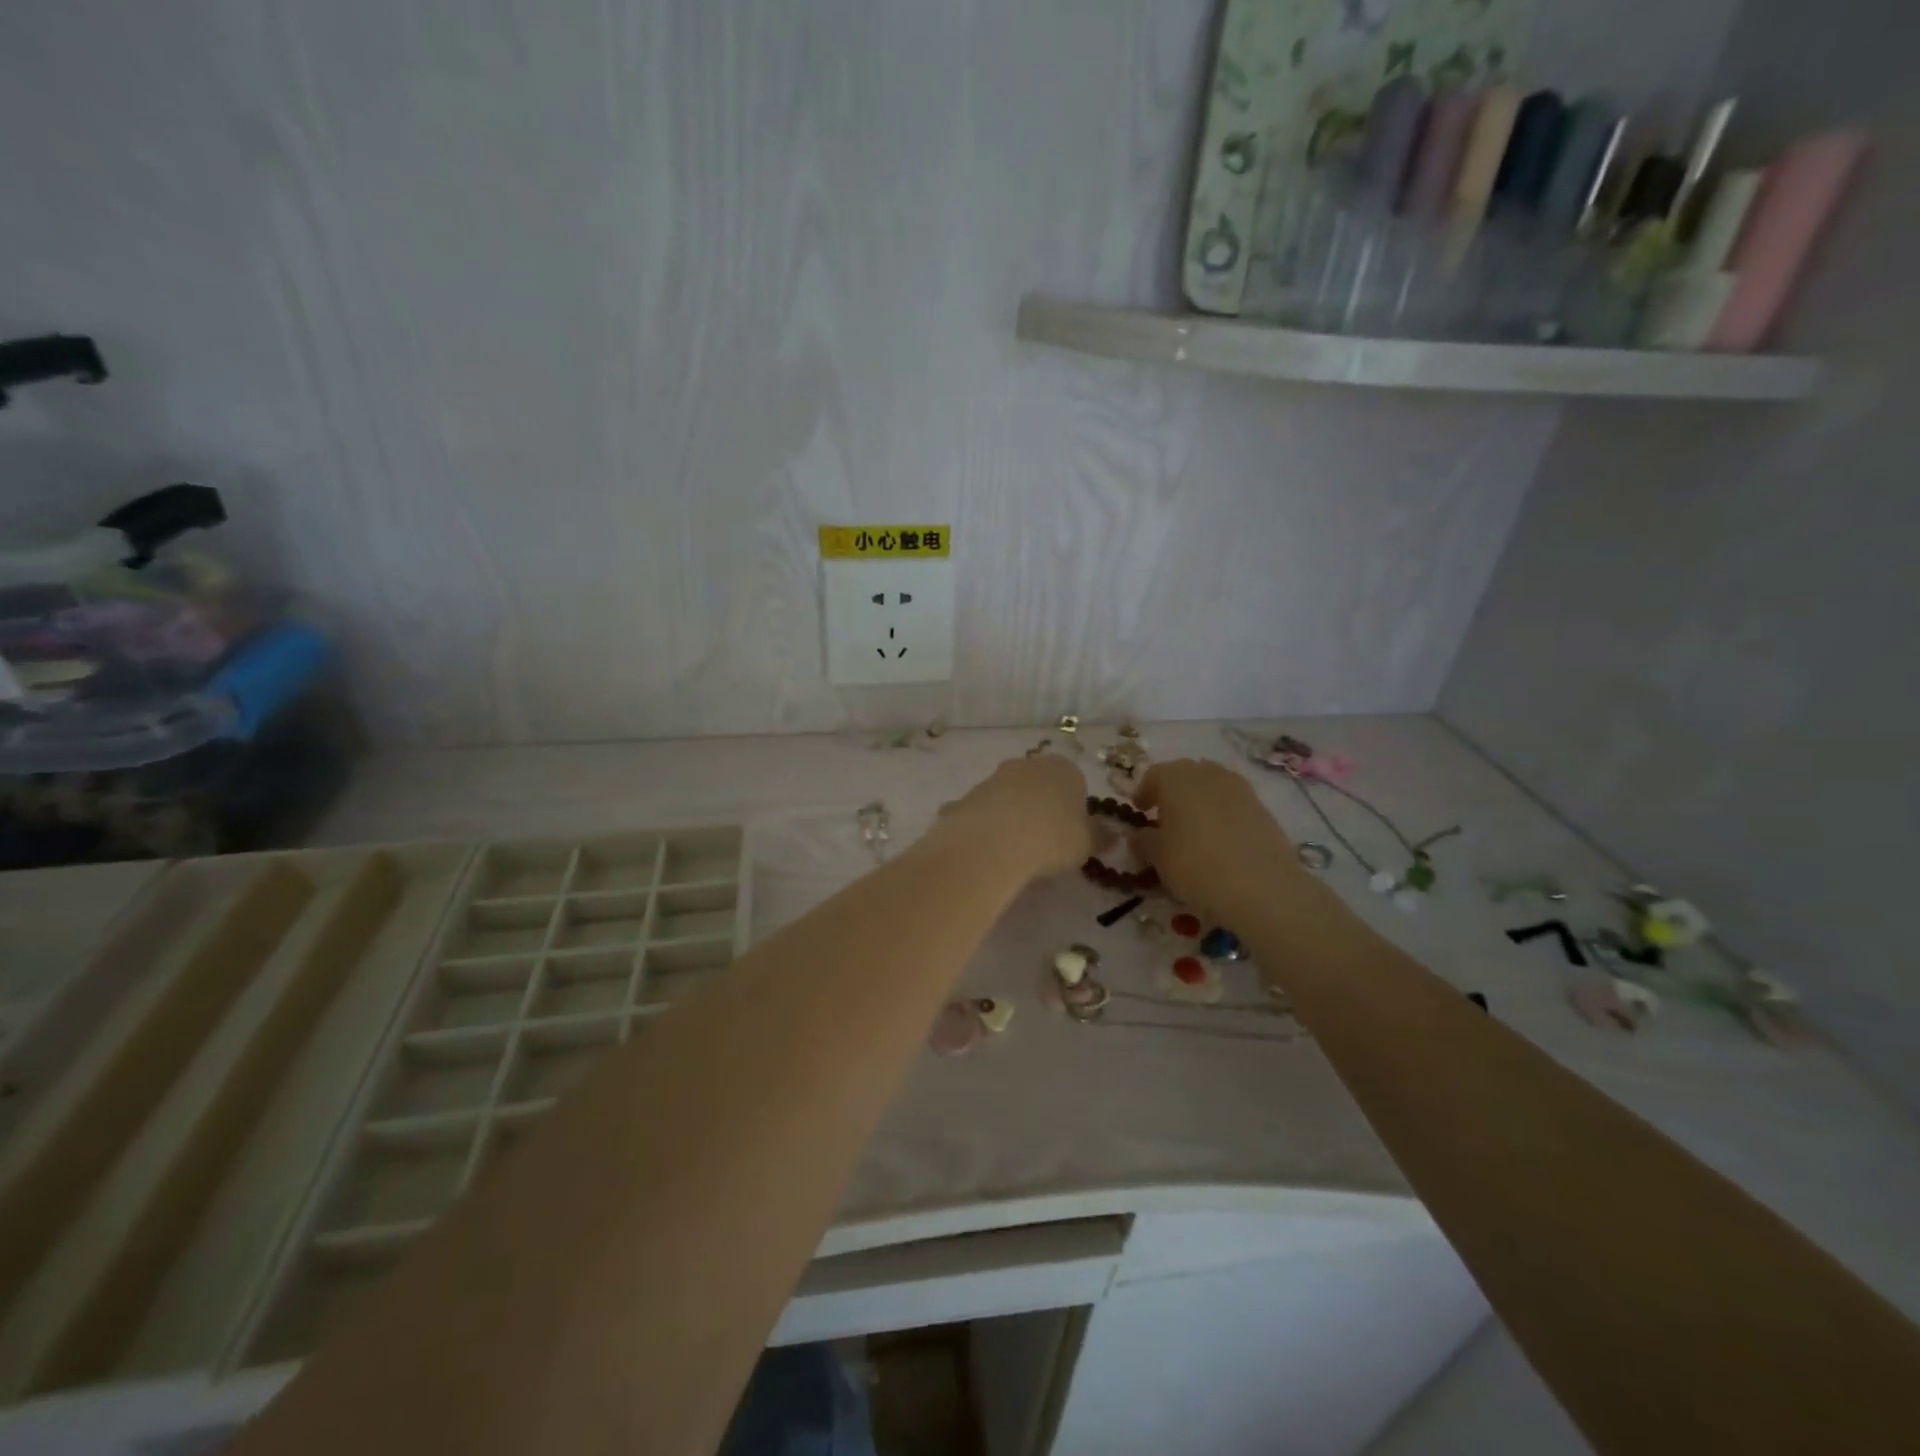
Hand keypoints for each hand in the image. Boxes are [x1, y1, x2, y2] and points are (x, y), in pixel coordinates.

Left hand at [936, 754, 1094, 879]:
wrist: (994, 842)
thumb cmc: (1053, 838)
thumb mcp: (1087, 843)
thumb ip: (1100, 837)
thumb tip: (1113, 835)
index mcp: (1063, 768)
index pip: (1075, 783)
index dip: (1074, 809)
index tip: (1071, 834)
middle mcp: (1027, 765)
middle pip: (1038, 785)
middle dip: (1040, 807)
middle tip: (1043, 841)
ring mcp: (993, 778)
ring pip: (1008, 796)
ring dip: (1011, 816)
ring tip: (1014, 850)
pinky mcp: (967, 797)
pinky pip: (982, 813)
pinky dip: (984, 827)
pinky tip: (986, 851)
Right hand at [1131, 758, 1314, 924]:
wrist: (1263, 887)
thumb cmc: (1196, 866)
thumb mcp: (1158, 858)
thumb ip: (1144, 841)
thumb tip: (1140, 835)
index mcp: (1175, 779)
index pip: (1153, 775)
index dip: (1144, 792)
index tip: (1140, 810)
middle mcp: (1206, 774)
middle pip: (1185, 773)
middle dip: (1172, 790)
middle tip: (1165, 816)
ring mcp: (1239, 788)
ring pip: (1211, 784)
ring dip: (1199, 798)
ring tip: (1193, 826)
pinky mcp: (1262, 807)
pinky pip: (1233, 801)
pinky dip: (1222, 812)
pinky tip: (1220, 837)